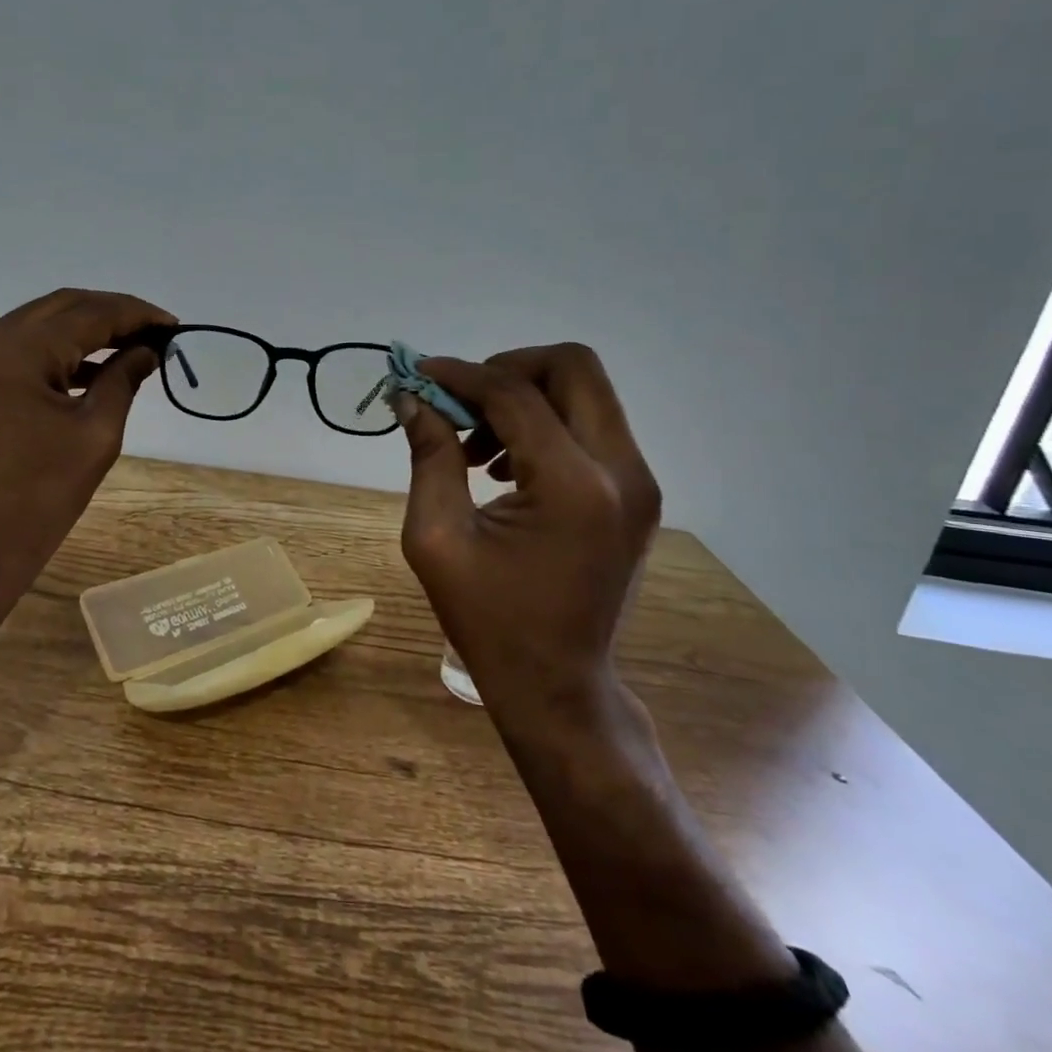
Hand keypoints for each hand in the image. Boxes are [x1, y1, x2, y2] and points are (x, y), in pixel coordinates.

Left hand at [0, 289, 176, 611]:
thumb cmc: (41, 498)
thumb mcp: (96, 434)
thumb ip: (124, 377)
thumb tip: (150, 348)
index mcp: (12, 353)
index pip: (86, 314)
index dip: (134, 314)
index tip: (173, 324)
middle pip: (60, 308)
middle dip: (112, 314)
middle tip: (156, 331)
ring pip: (38, 323)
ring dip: (84, 330)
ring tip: (132, 345)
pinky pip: (19, 348)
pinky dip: (56, 351)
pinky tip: (92, 366)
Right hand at [394, 345, 661, 708]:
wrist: (558, 684)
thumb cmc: (489, 619)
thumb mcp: (438, 537)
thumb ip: (429, 457)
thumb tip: (413, 398)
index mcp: (572, 486)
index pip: (515, 393)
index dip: (461, 374)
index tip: (419, 374)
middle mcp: (621, 471)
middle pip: (573, 367)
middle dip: (507, 367)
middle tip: (461, 401)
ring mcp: (638, 482)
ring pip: (586, 392)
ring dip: (525, 397)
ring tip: (476, 445)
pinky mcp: (636, 494)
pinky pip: (590, 426)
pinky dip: (545, 423)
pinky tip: (504, 466)